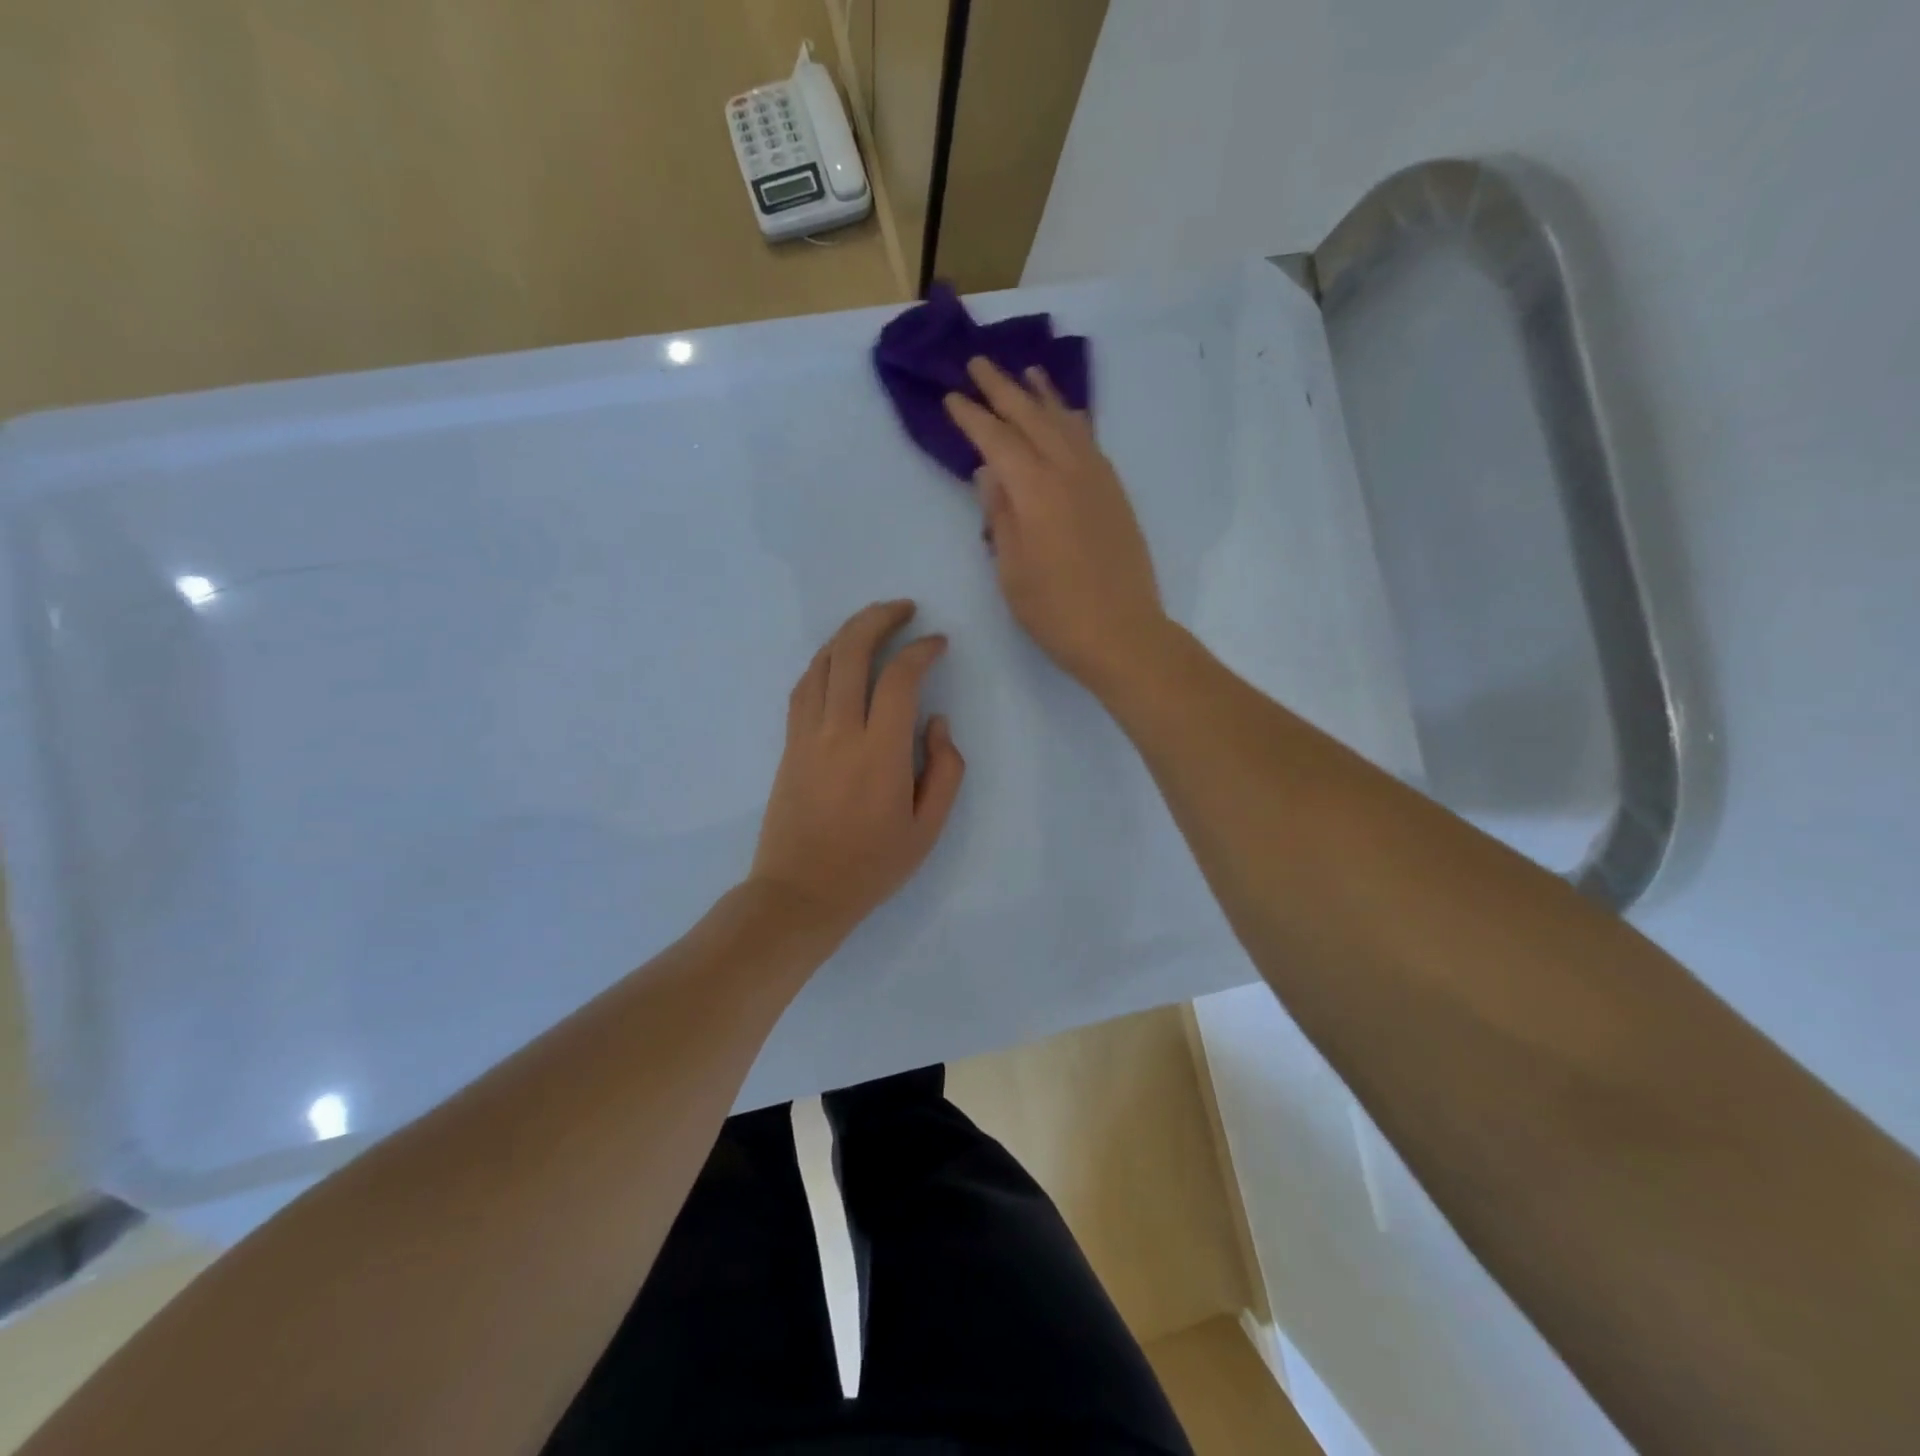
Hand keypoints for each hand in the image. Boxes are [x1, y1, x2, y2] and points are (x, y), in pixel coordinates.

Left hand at [750, 600, 965, 944]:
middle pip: (851, 653)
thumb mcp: (928, 829)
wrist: (800, 893)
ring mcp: (806, 735)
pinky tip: (840, 659)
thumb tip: (935, 721)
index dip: (921, 650)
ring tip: (874, 622)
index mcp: (879, 753)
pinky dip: (825, 661)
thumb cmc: (871, 866)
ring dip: (848, 633)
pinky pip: (804, 686)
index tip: (938, 643)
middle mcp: (838, 732)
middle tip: (905, 608)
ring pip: (822, 663)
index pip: (899, 679)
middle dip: (879, 618)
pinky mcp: (789, 744)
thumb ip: (945, 769)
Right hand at [943, 357, 1167, 695]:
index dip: (972, 417)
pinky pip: (1090, 441)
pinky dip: (1073, 420)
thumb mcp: (1011, 570)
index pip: (997, 441)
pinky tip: (1068, 415)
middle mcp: (1069, 472)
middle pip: (1032, 418)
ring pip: (1067, 423)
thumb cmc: (1055, 611)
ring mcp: (1098, 480)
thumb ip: (1000, 515)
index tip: (952, 396)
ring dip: (1043, 396)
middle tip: (979, 363)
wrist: (1122, 633)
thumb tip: (990, 472)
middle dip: (1003, 389)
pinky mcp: (1115, 494)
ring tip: (1027, 373)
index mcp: (1036, 491)